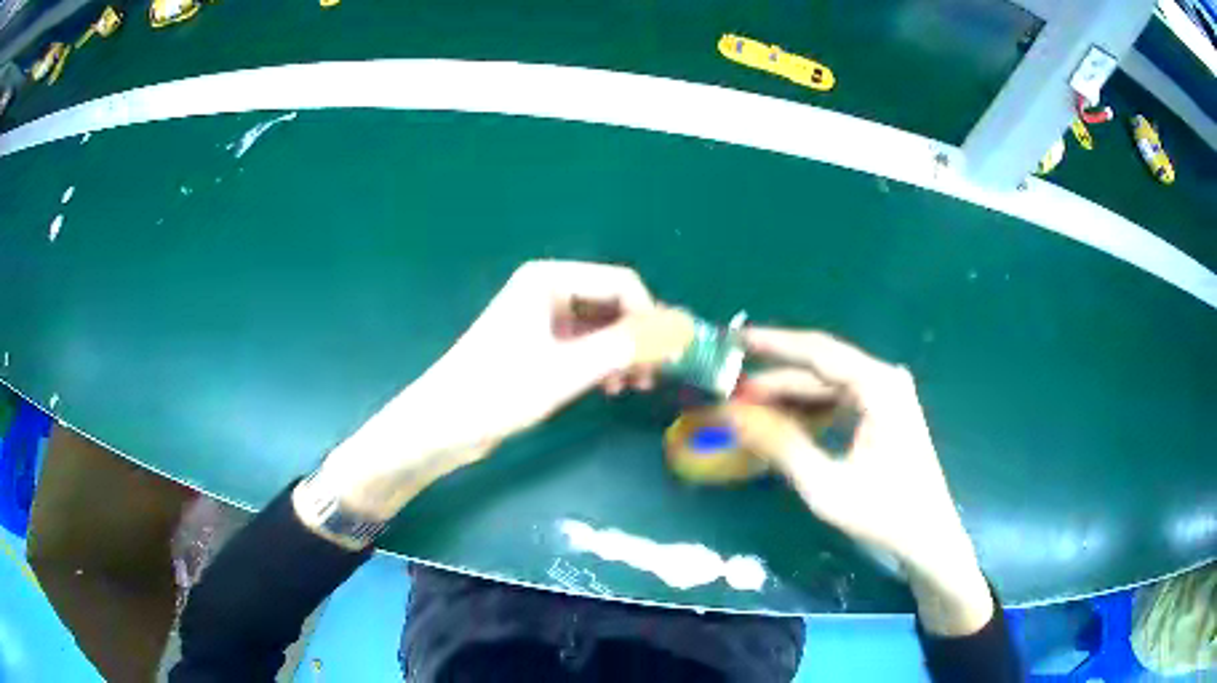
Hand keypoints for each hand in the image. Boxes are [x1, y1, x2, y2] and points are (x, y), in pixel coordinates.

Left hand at [302, 260, 656, 523]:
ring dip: (622, 353)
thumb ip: (623, 348)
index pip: (621, 283)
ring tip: (633, 387)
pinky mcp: (538, 345)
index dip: (651, 316)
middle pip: (613, 303)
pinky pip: (585, 345)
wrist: (443, 425)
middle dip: (637, 337)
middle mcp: (548, 290)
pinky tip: (609, 388)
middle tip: (654, 376)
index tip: (669, 355)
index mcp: (550, 280)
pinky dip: (602, 363)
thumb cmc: (498, 391)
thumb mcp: (566, 371)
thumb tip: (677, 332)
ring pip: (601, 326)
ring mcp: (542, 318)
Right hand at [728, 328, 992, 634]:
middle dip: (774, 379)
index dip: (772, 345)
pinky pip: (838, 399)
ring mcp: (886, 394)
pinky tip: (781, 422)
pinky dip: (808, 410)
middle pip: (820, 368)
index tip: (732, 341)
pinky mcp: (884, 411)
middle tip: (729, 389)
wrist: (927, 537)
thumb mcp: (825, 485)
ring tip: (745, 408)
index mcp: (878, 386)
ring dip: (788, 396)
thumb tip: (731, 414)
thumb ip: (780, 445)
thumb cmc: (884, 513)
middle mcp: (884, 379)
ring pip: (826, 384)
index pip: (817, 352)